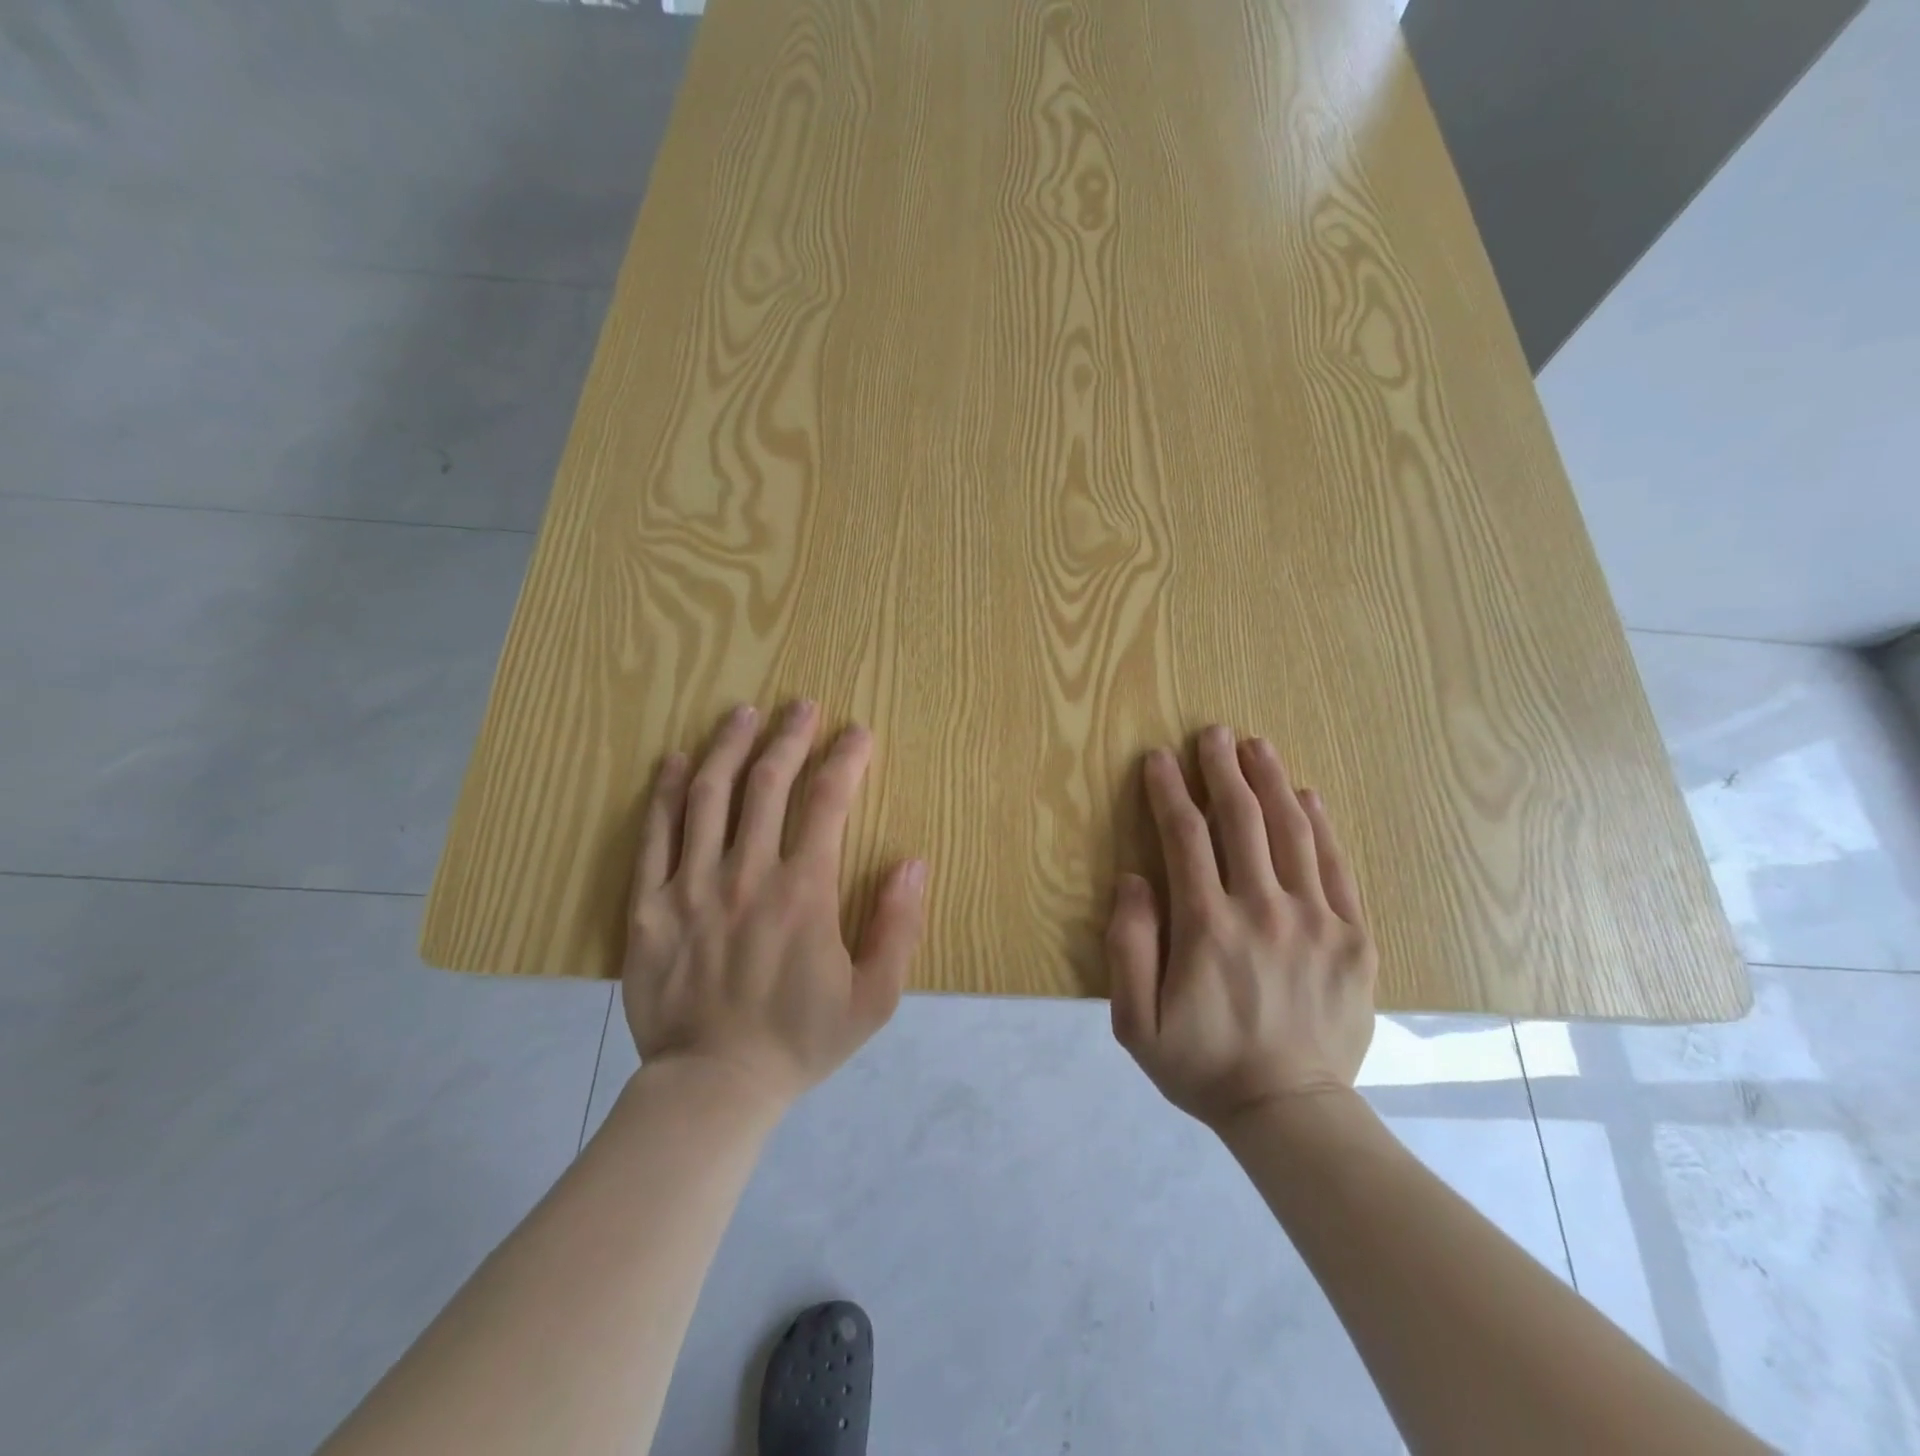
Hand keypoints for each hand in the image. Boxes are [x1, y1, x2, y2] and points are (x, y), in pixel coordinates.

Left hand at [622, 702, 927, 1112]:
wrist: (713, 1087)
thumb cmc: (800, 1041)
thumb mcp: (874, 998)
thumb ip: (899, 927)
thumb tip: (912, 860)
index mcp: (804, 891)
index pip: (828, 802)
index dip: (846, 759)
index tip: (857, 733)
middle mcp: (748, 873)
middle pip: (768, 783)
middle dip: (790, 736)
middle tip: (801, 705)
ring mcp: (692, 885)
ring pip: (708, 795)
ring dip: (729, 746)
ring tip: (743, 713)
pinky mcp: (649, 905)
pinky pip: (654, 834)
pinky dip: (663, 791)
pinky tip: (674, 760)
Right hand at [1106, 726, 1377, 1129]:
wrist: (1290, 1112)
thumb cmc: (1202, 1065)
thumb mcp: (1136, 1022)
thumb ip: (1128, 946)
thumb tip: (1133, 879)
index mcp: (1207, 926)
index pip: (1184, 836)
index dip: (1168, 790)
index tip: (1158, 758)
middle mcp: (1262, 909)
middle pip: (1240, 820)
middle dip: (1222, 769)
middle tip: (1213, 733)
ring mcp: (1315, 920)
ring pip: (1291, 831)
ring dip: (1270, 782)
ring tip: (1256, 746)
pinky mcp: (1354, 937)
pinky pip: (1336, 867)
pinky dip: (1320, 825)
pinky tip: (1307, 796)